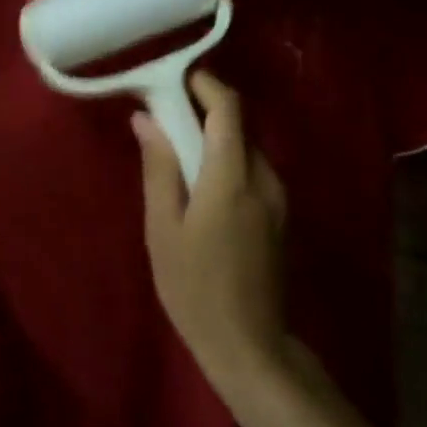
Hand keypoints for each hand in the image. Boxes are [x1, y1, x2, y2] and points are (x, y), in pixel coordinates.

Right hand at [132, 72, 288, 393]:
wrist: (249, 345)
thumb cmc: (194, 287)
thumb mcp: (163, 228)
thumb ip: (159, 168)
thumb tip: (146, 119)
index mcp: (232, 177)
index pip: (228, 108)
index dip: (205, 85)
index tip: (175, 81)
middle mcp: (263, 178)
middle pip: (238, 125)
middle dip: (204, 112)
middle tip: (165, 120)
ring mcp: (278, 198)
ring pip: (247, 148)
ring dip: (215, 139)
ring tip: (178, 156)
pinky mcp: (280, 216)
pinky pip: (253, 171)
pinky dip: (227, 162)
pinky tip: (202, 187)